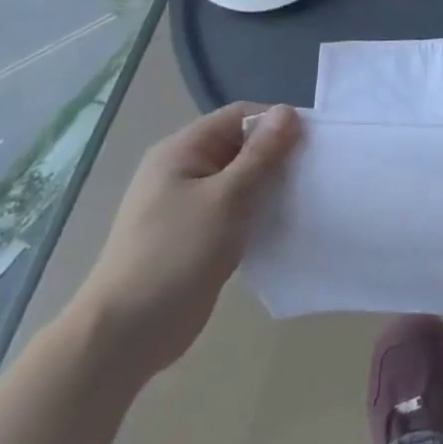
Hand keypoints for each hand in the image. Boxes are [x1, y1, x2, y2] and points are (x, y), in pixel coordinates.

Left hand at [67, 102, 300, 382]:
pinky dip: (260, 210)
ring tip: (304, 196)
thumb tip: (288, 111)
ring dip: (271, 185)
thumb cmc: (177, 253)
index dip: (276, 122)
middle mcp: (183, 170)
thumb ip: (262, 154)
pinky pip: (237, 208)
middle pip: (241, 146)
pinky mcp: (198, 235)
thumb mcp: (228, 196)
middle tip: (313, 171)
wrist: (128, 332)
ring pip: (242, 179)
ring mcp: (189, 205)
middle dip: (277, 155)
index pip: (239, 116)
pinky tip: (283, 222)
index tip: (312, 142)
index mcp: (181, 151)